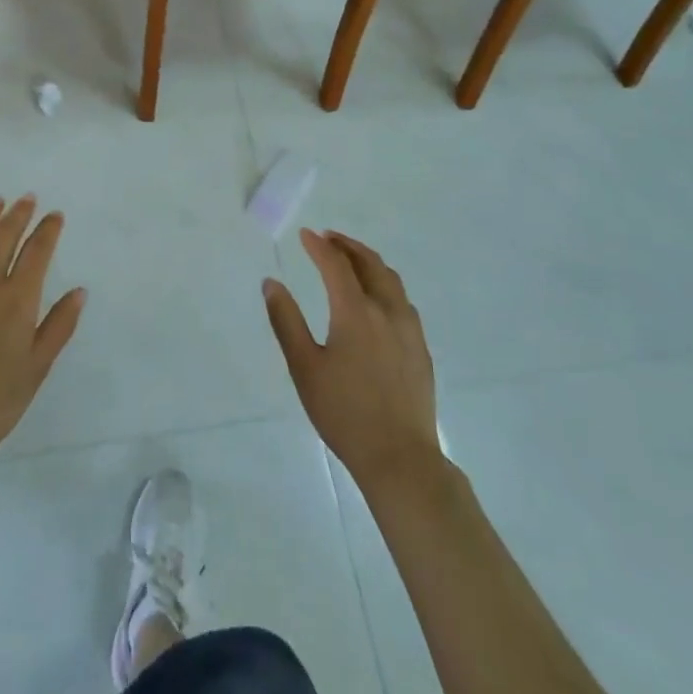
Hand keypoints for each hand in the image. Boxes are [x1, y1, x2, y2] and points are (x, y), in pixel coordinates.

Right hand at [264, 229, 441, 486]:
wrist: (400, 458)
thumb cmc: (344, 413)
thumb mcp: (304, 367)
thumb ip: (286, 321)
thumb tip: (271, 283)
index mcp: (355, 312)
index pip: (336, 265)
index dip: (319, 246)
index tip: (305, 235)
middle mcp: (387, 311)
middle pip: (370, 264)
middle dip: (347, 246)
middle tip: (328, 238)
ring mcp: (409, 330)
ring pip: (391, 280)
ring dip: (369, 262)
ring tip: (352, 260)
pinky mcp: (421, 348)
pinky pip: (402, 301)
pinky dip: (385, 284)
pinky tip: (377, 299)